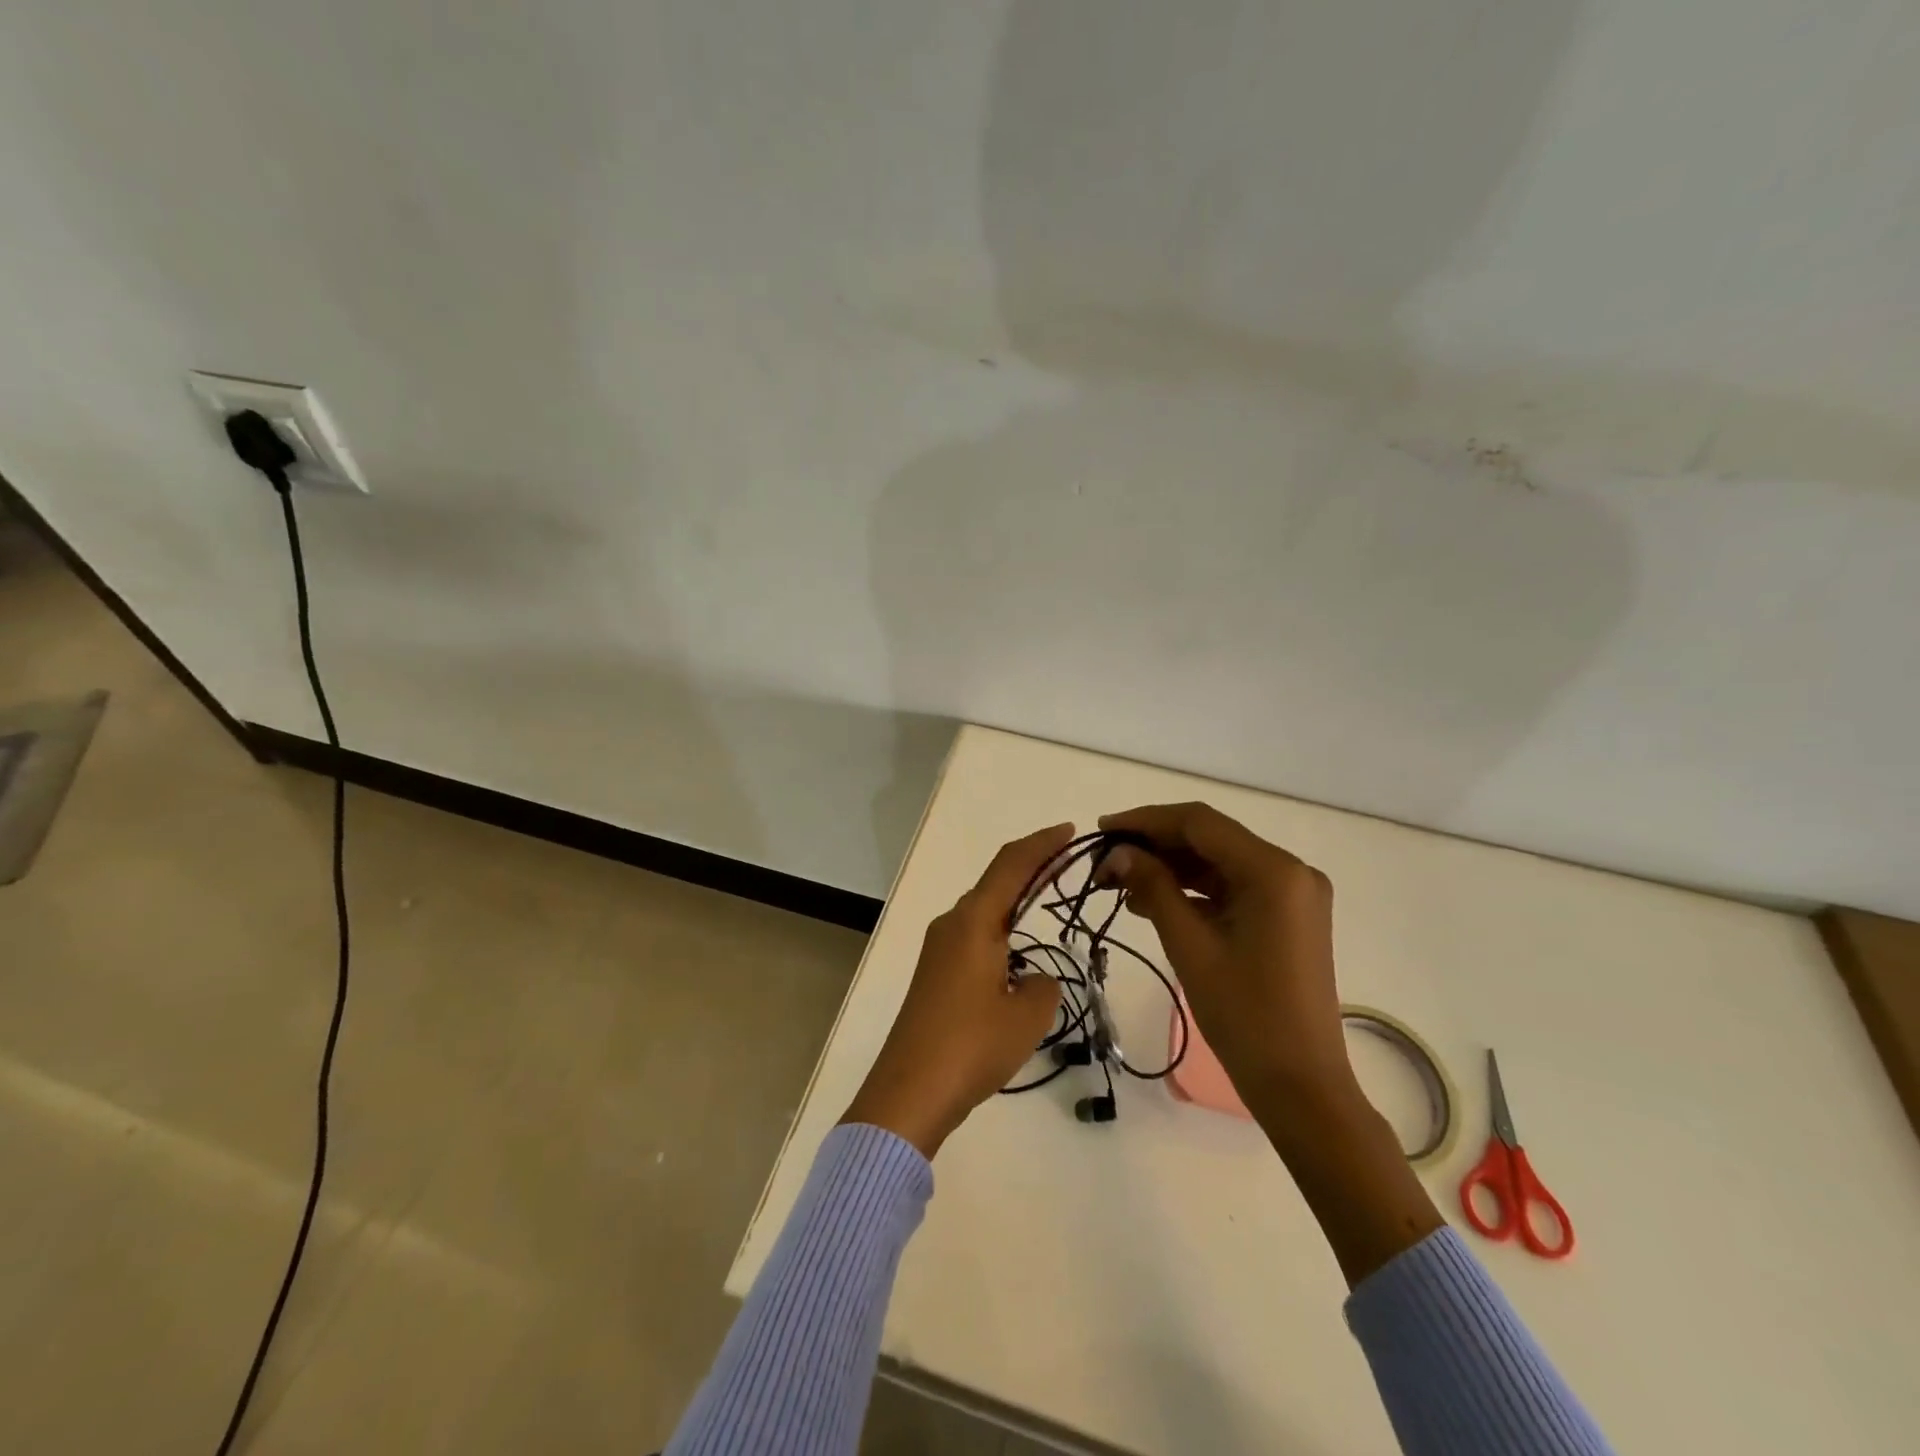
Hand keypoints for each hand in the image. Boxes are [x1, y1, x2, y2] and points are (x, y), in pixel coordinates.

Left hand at [840, 824, 1071, 1157]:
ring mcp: (939, 949)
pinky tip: (1019, 955)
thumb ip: (1043, 985)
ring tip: (1049, 903)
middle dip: (1032, 869)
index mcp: (974, 922)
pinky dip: (1002, 931)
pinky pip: (975, 936)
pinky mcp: (935, 974)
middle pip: (997, 882)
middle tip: (1068, 864)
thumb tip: (1033, 979)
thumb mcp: (1027, 1016)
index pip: (1011, 865)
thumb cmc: (971, 1046)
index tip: (1070, 832)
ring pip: (984, 912)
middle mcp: (952, 924)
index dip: (1042, 844)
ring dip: (1016, 902)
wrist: (908, 1092)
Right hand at [1100, 803, 1442, 1284]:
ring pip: (1218, 862)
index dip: (1146, 821)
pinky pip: (1232, 887)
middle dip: (1154, 846)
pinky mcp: (1286, 916)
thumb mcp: (1190, 945)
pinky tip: (1152, 901)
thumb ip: (1152, 887)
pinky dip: (1193, 890)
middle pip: (1210, 839)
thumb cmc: (1244, 1015)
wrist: (1300, 1085)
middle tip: (1105, 863)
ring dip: (1170, 868)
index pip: (1199, 823)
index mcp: (1274, 871)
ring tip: (1120, 884)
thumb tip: (1117, 852)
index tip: (1102, 830)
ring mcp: (1291, 894)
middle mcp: (1290, 870)